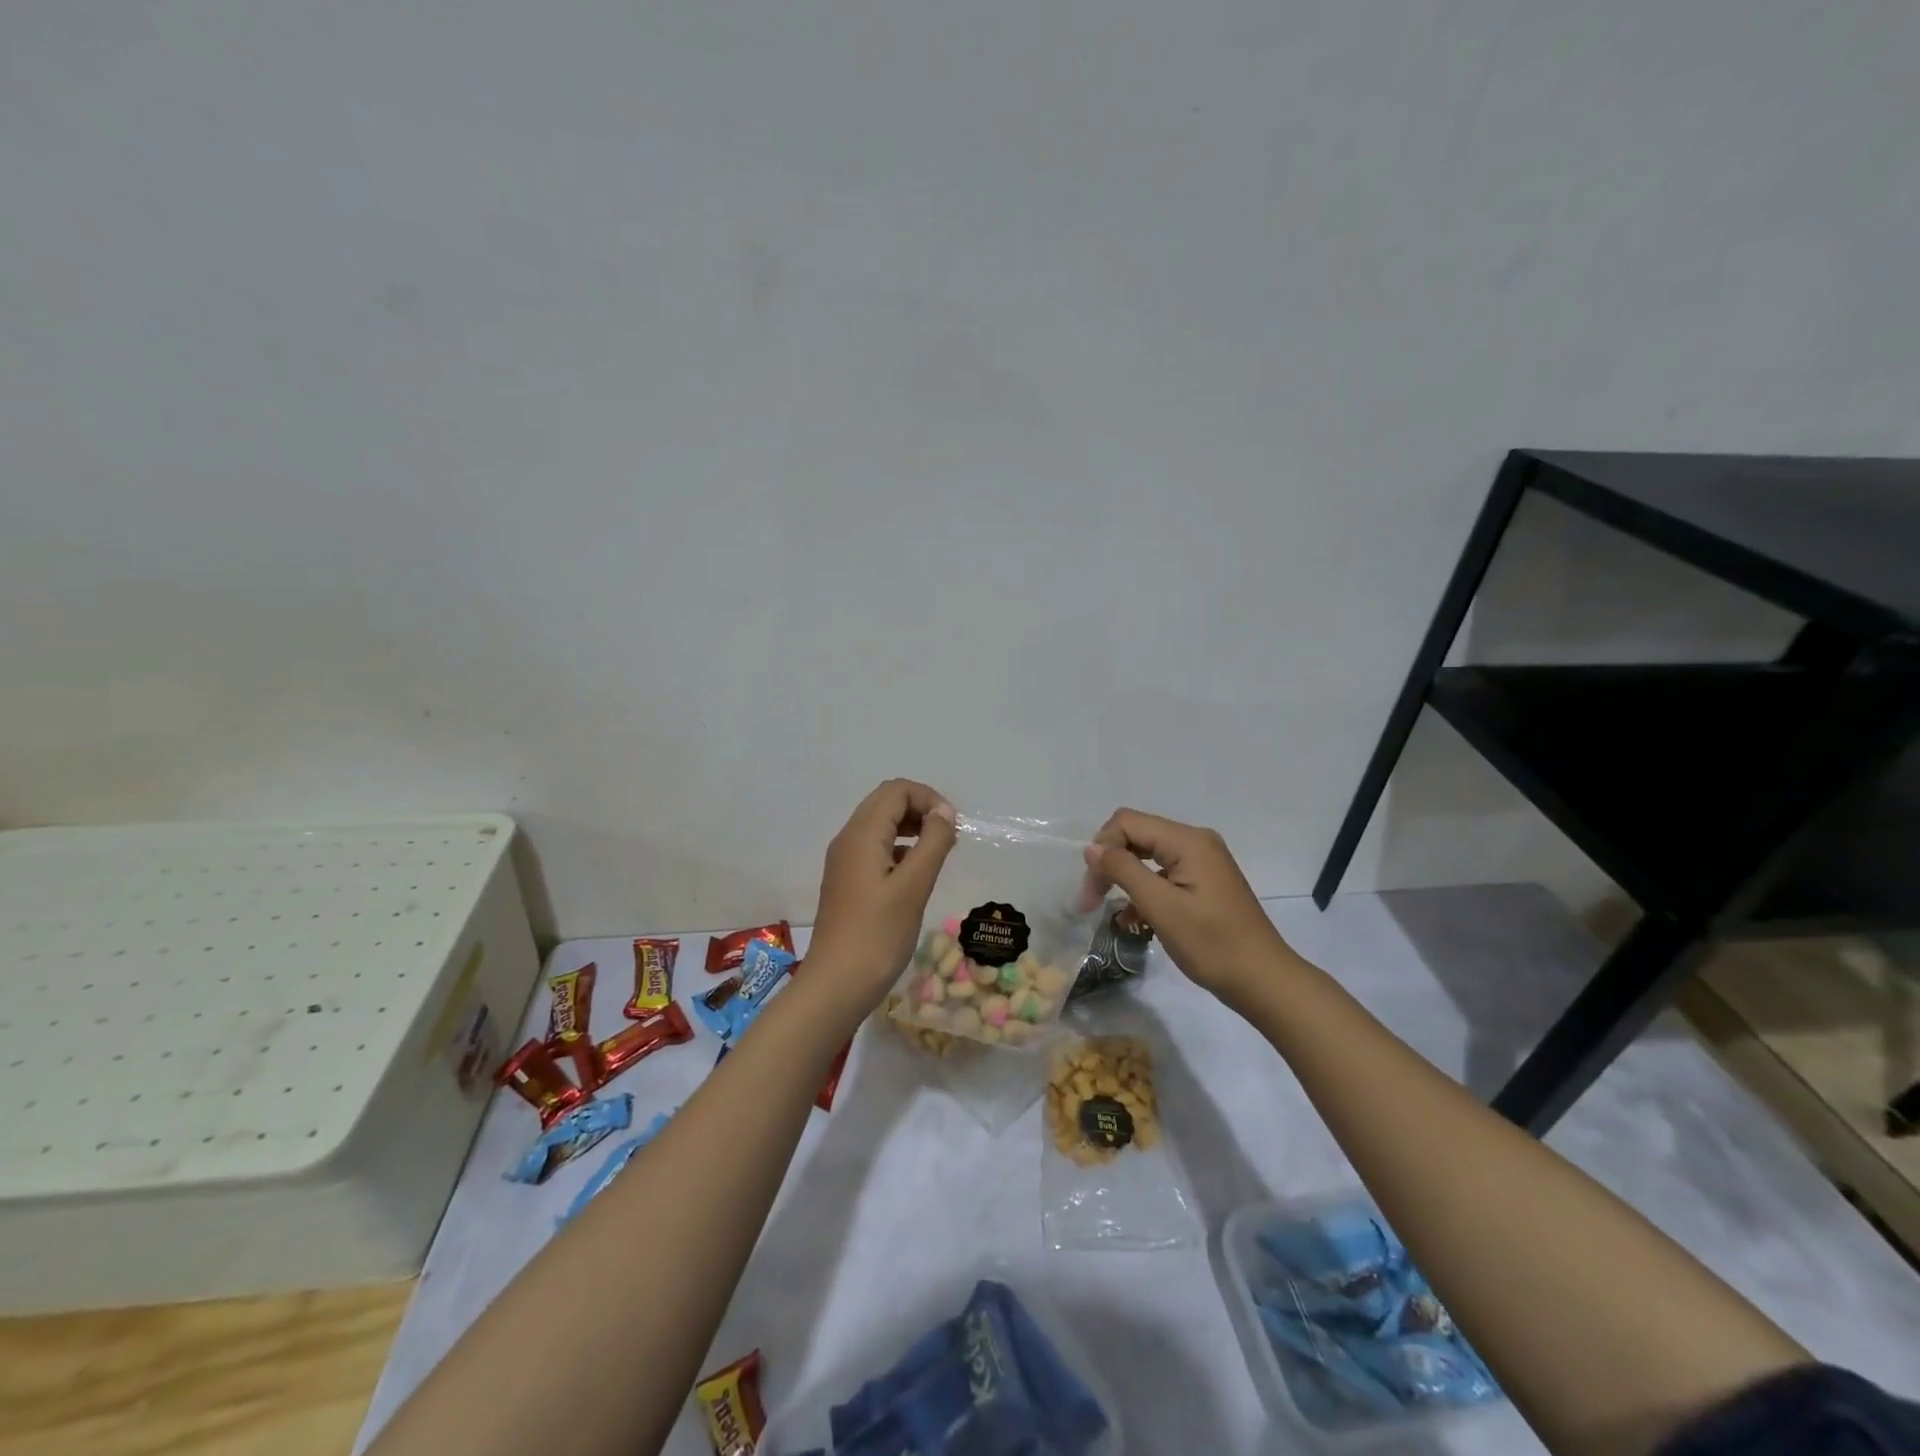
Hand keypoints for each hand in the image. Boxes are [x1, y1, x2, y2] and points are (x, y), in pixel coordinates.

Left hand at [808, 780, 957, 1011]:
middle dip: (920, 809)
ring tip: (938, 852)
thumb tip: (944, 812)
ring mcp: (844, 861)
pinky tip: (917, 873)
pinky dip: (900, 847)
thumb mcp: (914, 887)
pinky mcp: (847, 881)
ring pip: (880, 824)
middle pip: (885, 802)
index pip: (896, 791)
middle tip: (948, 836)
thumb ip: (932, 843)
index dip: (928, 798)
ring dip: (911, 827)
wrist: (836, 985)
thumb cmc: (878, 935)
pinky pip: (875, 847)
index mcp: (861, 834)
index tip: (953, 826)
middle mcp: (848, 839)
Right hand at [1082, 809, 1295, 1002]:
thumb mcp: (1161, 907)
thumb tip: (1092, 848)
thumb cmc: (1212, 944)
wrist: (1263, 981)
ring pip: (1147, 855)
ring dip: (1123, 878)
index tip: (1091, 890)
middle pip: (1136, 835)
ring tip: (1107, 910)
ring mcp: (1203, 861)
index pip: (1127, 822)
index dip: (1102, 849)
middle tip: (1091, 902)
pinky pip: (1163, 873)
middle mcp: (1196, 841)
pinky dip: (1143, 890)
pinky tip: (1133, 918)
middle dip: (1109, 863)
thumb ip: (1123, 870)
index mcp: (1188, 841)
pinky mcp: (1204, 881)